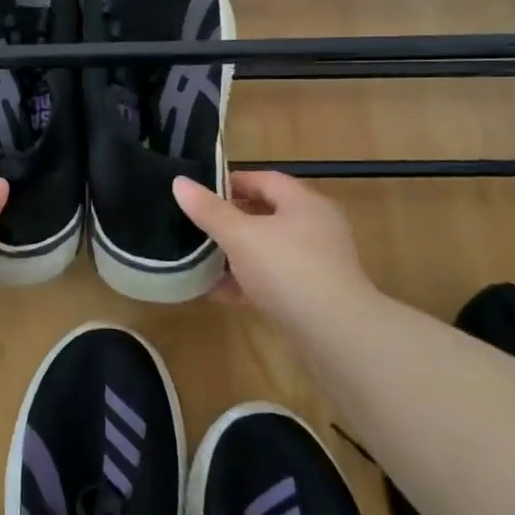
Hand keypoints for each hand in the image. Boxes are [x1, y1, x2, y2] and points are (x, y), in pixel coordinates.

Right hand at [172, 171, 376, 331]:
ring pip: (267, 249)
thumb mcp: (240, 236)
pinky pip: (272, 279)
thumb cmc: (287, 270)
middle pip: (266, 214)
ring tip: (199, 258)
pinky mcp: (312, 294)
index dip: (230, 181)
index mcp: (304, 203)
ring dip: (235, 253)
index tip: (198, 191)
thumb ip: (209, 210)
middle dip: (230, 219)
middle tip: (195, 224)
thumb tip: (179, 182)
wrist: (335, 335)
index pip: (264, 179)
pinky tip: (217, 292)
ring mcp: (317, 263)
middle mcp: (315, 227)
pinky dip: (246, 281)